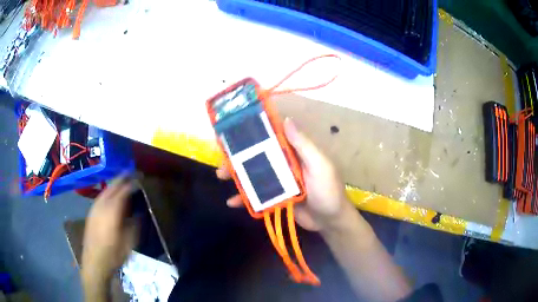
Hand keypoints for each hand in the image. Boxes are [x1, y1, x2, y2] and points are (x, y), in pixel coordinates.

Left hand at [81, 177, 137, 288]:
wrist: (94, 261)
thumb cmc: (114, 253)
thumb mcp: (129, 242)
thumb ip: (135, 224)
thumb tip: (139, 212)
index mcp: (112, 210)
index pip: (123, 190)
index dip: (133, 182)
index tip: (141, 178)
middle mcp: (102, 204)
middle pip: (113, 186)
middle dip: (123, 178)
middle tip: (133, 173)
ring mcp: (94, 207)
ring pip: (106, 190)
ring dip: (115, 184)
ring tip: (123, 181)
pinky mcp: (91, 212)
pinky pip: (101, 196)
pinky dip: (108, 192)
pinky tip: (111, 196)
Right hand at [217, 118, 355, 232]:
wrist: (330, 221)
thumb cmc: (328, 191)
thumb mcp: (320, 165)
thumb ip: (303, 145)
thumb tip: (287, 119)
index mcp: (294, 152)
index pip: (271, 137)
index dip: (253, 133)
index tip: (233, 131)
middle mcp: (283, 164)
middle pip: (257, 156)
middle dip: (238, 157)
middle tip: (221, 158)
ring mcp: (277, 182)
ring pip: (253, 175)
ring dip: (236, 175)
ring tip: (220, 176)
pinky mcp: (275, 198)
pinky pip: (256, 196)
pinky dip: (244, 199)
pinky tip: (232, 202)